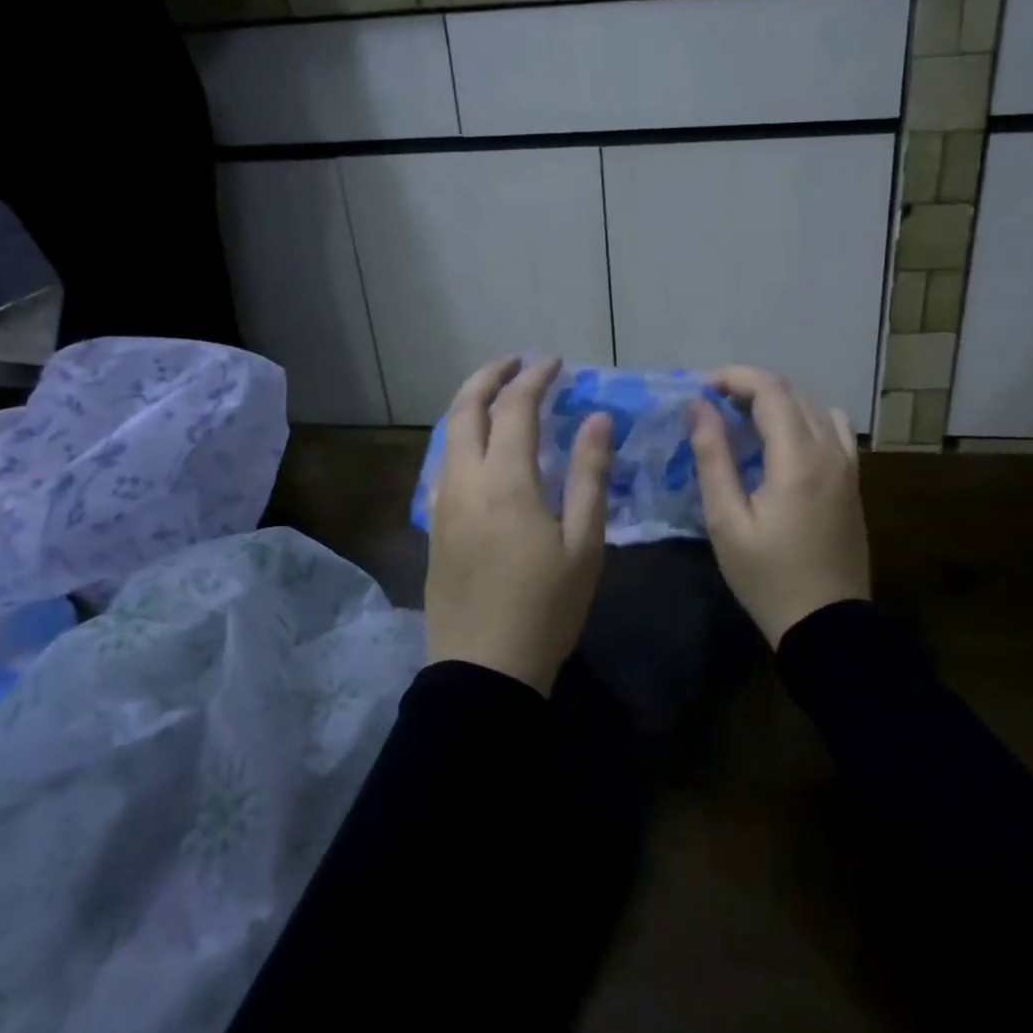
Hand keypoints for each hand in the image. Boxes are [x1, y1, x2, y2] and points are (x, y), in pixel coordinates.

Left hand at [425, 356, 613, 695]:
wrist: (483, 669)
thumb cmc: (545, 608)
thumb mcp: (584, 544)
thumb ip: (590, 475)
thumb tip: (597, 419)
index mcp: (505, 481)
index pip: (514, 408)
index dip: (534, 378)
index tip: (555, 362)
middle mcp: (465, 481)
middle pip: (465, 409)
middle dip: (489, 376)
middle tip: (516, 363)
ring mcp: (443, 504)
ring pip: (447, 435)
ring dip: (470, 405)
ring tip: (497, 395)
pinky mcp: (434, 527)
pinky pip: (442, 464)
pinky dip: (459, 438)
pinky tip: (478, 450)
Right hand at [689, 367, 870, 647]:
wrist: (827, 623)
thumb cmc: (768, 576)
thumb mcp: (726, 521)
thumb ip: (713, 457)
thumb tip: (699, 407)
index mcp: (798, 458)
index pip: (770, 390)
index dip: (733, 378)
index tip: (701, 389)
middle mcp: (830, 450)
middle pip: (792, 392)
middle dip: (750, 387)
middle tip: (712, 405)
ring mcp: (848, 464)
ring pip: (813, 406)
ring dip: (777, 401)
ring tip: (743, 420)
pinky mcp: (853, 479)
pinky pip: (832, 428)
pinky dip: (803, 418)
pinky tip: (781, 442)